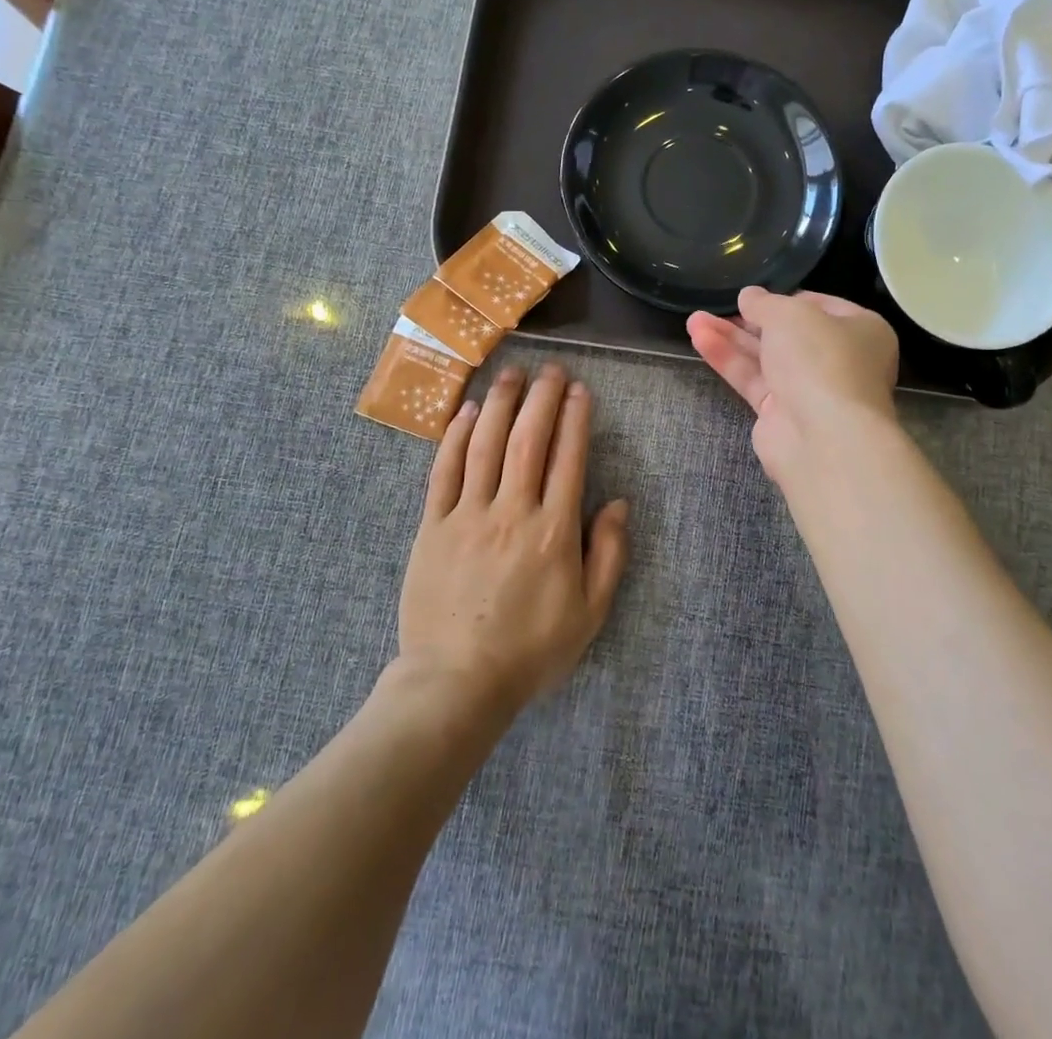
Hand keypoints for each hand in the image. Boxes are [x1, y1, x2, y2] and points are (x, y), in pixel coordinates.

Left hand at [397, 364, 628, 712]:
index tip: (580, 389)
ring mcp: (467, 515)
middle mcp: (511, 511)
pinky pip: (444, 471)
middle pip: (527, 440)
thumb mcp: (589, 613)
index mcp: (553, 531)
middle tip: (550, 368)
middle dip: (541, 398)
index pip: (567, 458)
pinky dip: (455, 436)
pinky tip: (465, 412)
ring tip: (511, 373)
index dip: (575, 418)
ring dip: (499, 404)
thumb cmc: (530, 650)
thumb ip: (608, 554)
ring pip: (484, 445)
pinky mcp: (432, 525)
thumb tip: (619, 502)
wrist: (456, 682)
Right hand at [687, 287, 899, 485]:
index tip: (755, 295)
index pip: (820, 306)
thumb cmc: (820, 359)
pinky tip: (699, 339)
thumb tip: (749, 296)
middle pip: (787, 334)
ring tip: (693, 320)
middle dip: (749, 320)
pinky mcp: (781, 414)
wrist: (823, 437)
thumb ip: (764, 302)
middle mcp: (839, 360)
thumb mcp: (790, 314)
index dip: (785, 298)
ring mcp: (810, 390)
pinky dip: (728, 360)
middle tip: (717, 306)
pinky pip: (752, 380)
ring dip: (730, 338)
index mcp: (861, 330)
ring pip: (765, 357)